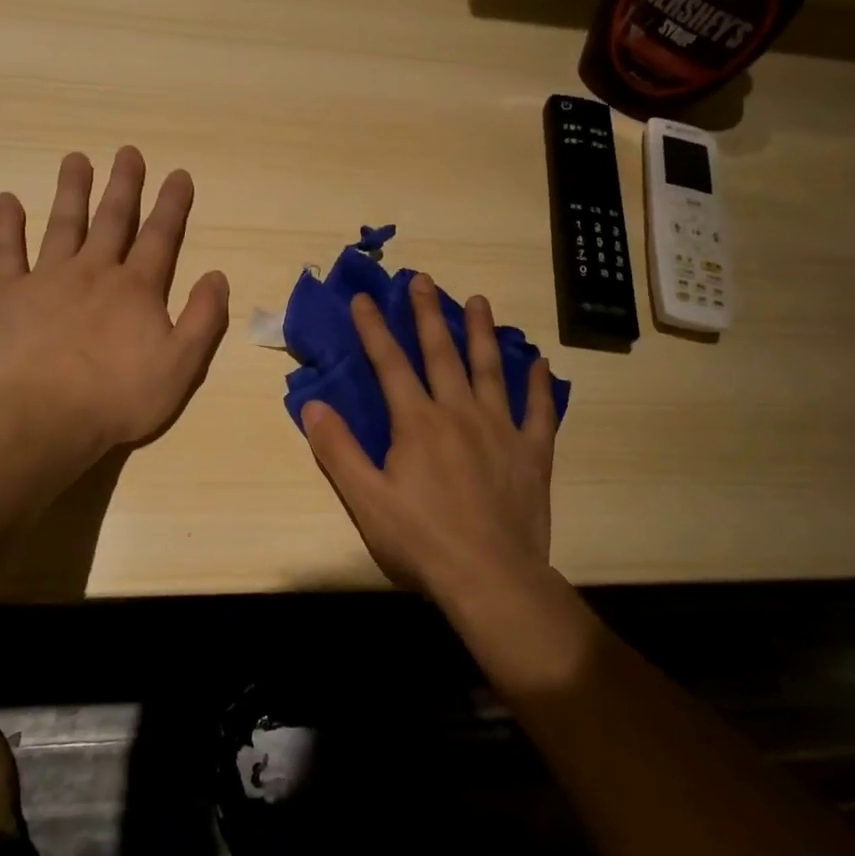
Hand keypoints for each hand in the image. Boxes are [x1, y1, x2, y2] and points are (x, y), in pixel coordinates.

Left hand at [0, 147, 229, 451]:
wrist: (46, 420)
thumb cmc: (120, 397)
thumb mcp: (182, 365)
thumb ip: (204, 318)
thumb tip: (217, 276)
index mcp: (138, 288)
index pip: (161, 236)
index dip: (172, 204)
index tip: (178, 174)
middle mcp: (95, 271)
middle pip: (112, 219)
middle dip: (124, 184)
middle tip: (128, 152)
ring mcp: (48, 280)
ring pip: (63, 224)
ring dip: (71, 190)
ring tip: (76, 159)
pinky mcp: (10, 297)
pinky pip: (6, 252)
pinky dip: (7, 225)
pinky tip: (8, 200)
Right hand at [301, 274, 557, 597]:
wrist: (489, 576)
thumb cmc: (421, 540)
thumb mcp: (366, 499)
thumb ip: (338, 449)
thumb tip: (313, 404)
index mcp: (418, 423)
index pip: (390, 364)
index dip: (374, 329)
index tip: (364, 299)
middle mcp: (460, 413)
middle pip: (442, 353)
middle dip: (428, 314)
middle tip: (423, 279)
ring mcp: (501, 429)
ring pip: (491, 369)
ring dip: (483, 333)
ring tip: (480, 301)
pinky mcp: (532, 452)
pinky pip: (538, 410)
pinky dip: (539, 385)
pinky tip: (541, 363)